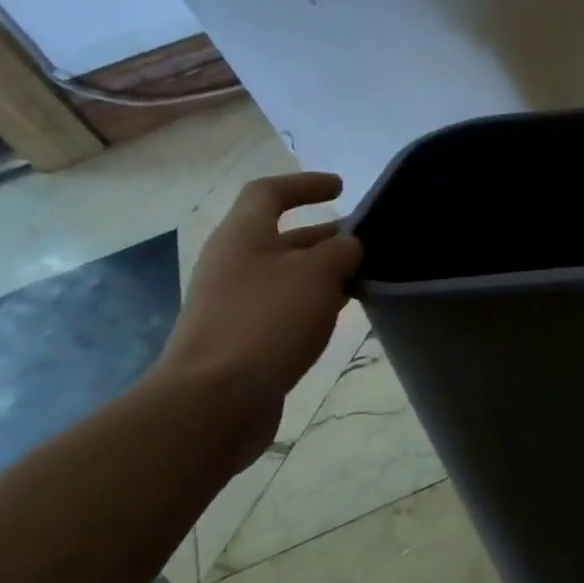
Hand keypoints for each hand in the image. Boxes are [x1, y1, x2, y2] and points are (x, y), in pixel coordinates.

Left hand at [154, 172, 362, 455]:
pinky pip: (284, 306)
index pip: (269, 192)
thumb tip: (349, 246)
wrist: (215, 399)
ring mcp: (234, 302)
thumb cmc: (267, 320)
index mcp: (243, 235)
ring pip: (287, 274)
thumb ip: (341, 251)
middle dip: (325, 235)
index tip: (341, 187)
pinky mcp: (242, 337)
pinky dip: (313, 302)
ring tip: (364, 277)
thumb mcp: (317, 274)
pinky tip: (339, 314)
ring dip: (323, 271)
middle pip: (282, 236)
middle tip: (368, 241)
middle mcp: (233, 263)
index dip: (304, 184)